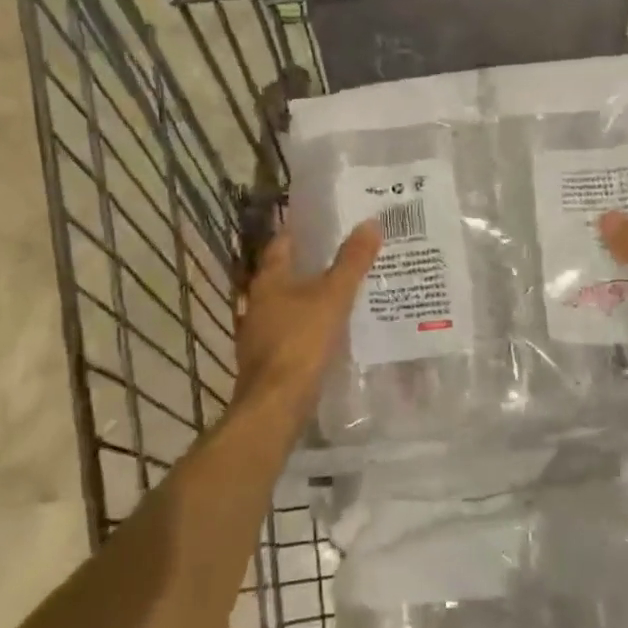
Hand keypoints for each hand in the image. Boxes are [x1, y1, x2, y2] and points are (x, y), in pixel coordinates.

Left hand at [233, 221, 382, 426]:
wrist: (275, 406)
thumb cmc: (301, 342)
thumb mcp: (334, 296)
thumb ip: (352, 261)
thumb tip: (371, 222)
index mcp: (268, 280)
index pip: (282, 243)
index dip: (301, 231)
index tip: (325, 222)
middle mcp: (257, 302)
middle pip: (284, 274)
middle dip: (309, 264)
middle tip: (342, 253)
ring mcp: (258, 333)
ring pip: (286, 304)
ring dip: (308, 297)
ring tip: (341, 291)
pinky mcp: (266, 360)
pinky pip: (290, 331)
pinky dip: (307, 325)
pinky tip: (329, 330)